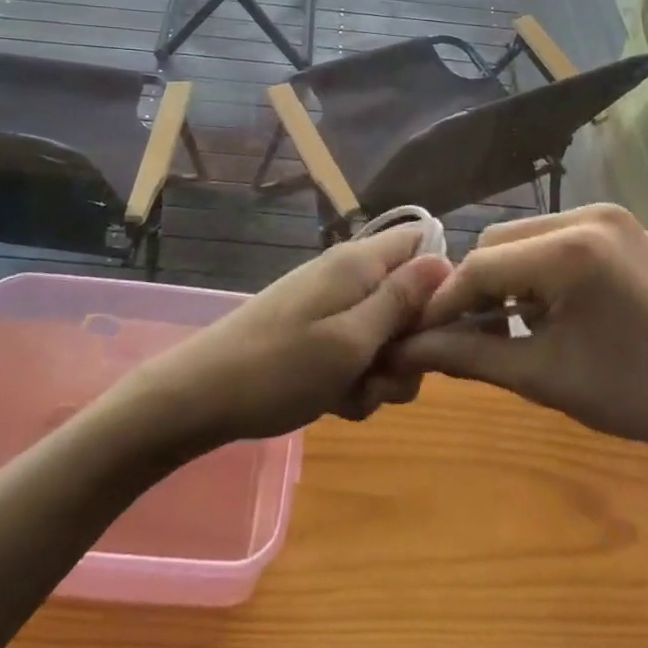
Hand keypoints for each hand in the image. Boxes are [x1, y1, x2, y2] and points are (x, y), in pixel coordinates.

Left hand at [117, 226, 452, 450]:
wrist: (202, 397)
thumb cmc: (281, 367)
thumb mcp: (352, 339)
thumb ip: (401, 300)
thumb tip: (445, 259)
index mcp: (359, 264)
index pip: (422, 242)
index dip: (441, 281)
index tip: (437, 327)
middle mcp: (349, 278)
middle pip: (410, 299)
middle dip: (410, 345)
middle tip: (385, 373)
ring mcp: (331, 309)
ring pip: (387, 336)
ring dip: (382, 373)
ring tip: (353, 394)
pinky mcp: (317, 337)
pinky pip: (357, 355)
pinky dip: (355, 383)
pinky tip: (335, 404)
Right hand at [389, 205, 647, 484]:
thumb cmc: (635, 395)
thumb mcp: (543, 376)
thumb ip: (470, 354)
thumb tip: (407, 349)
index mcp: (570, 250)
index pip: (481, 265)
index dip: (447, 301)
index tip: (423, 335)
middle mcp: (587, 214)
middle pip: (499, 242)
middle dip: (477, 287)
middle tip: (470, 334)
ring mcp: (609, 215)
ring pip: (524, 238)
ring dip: (506, 277)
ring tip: (510, 326)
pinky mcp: (622, 226)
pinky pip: (556, 238)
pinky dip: (538, 269)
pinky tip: (547, 308)